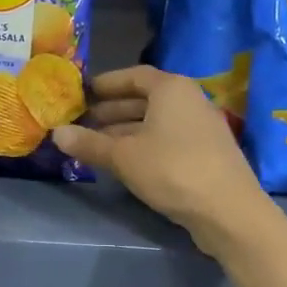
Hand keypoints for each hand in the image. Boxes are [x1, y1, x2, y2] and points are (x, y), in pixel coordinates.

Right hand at [52, 66, 275, 260]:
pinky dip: (145, 144)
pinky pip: (169, 139)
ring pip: (157, 121)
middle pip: (145, 98)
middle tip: (84, 121)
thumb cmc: (172, 170)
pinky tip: (127, 162)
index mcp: (171, 89)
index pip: (134, 76)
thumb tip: (56, 133)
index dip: (107, 83)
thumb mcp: (123, 157)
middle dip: (113, 110)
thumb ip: (89, 144)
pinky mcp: (207, 153)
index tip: (84, 92)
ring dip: (127, 130)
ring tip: (98, 144)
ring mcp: (202, 127)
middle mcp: (190, 100)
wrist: (229, 211)